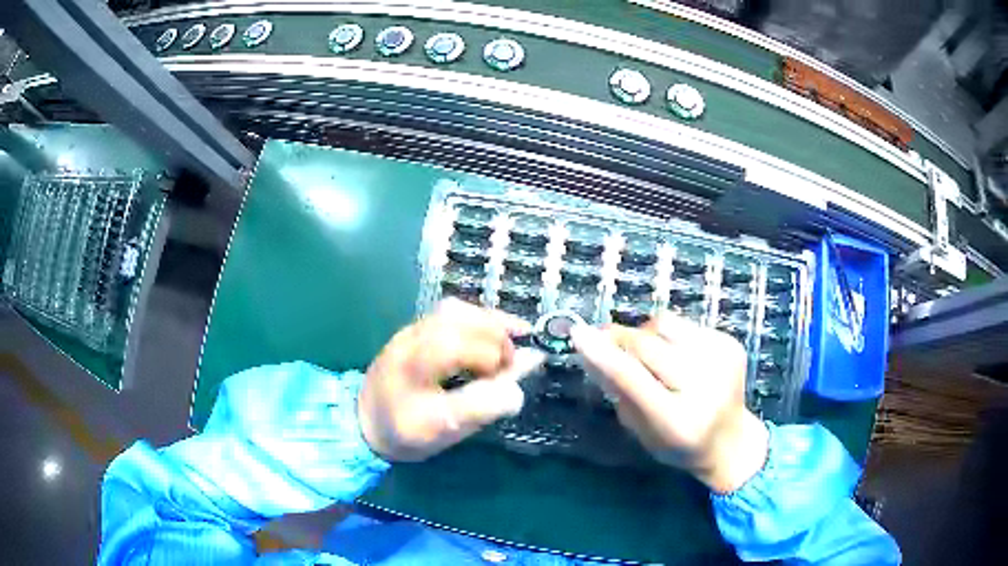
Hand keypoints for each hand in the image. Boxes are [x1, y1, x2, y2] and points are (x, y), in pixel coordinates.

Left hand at [358, 299, 545, 461]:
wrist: (365, 421)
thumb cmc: (404, 430)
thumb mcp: (441, 431)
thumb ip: (478, 410)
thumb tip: (517, 392)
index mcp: (411, 366)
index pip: (455, 345)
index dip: (490, 355)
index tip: (508, 377)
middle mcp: (410, 340)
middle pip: (457, 318)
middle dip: (494, 335)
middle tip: (513, 361)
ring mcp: (412, 330)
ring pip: (455, 309)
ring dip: (489, 322)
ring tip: (512, 339)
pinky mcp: (416, 329)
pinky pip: (451, 312)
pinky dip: (478, 319)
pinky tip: (493, 332)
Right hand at [571, 314, 768, 492]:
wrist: (731, 441)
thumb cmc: (679, 445)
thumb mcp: (642, 431)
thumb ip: (618, 391)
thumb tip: (591, 349)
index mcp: (678, 421)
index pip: (633, 379)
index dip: (603, 354)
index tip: (577, 333)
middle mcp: (705, 387)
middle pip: (648, 344)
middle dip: (618, 338)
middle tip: (602, 340)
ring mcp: (723, 360)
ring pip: (665, 323)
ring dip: (645, 333)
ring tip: (647, 355)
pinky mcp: (731, 343)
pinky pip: (684, 324)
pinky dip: (669, 336)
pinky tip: (676, 357)